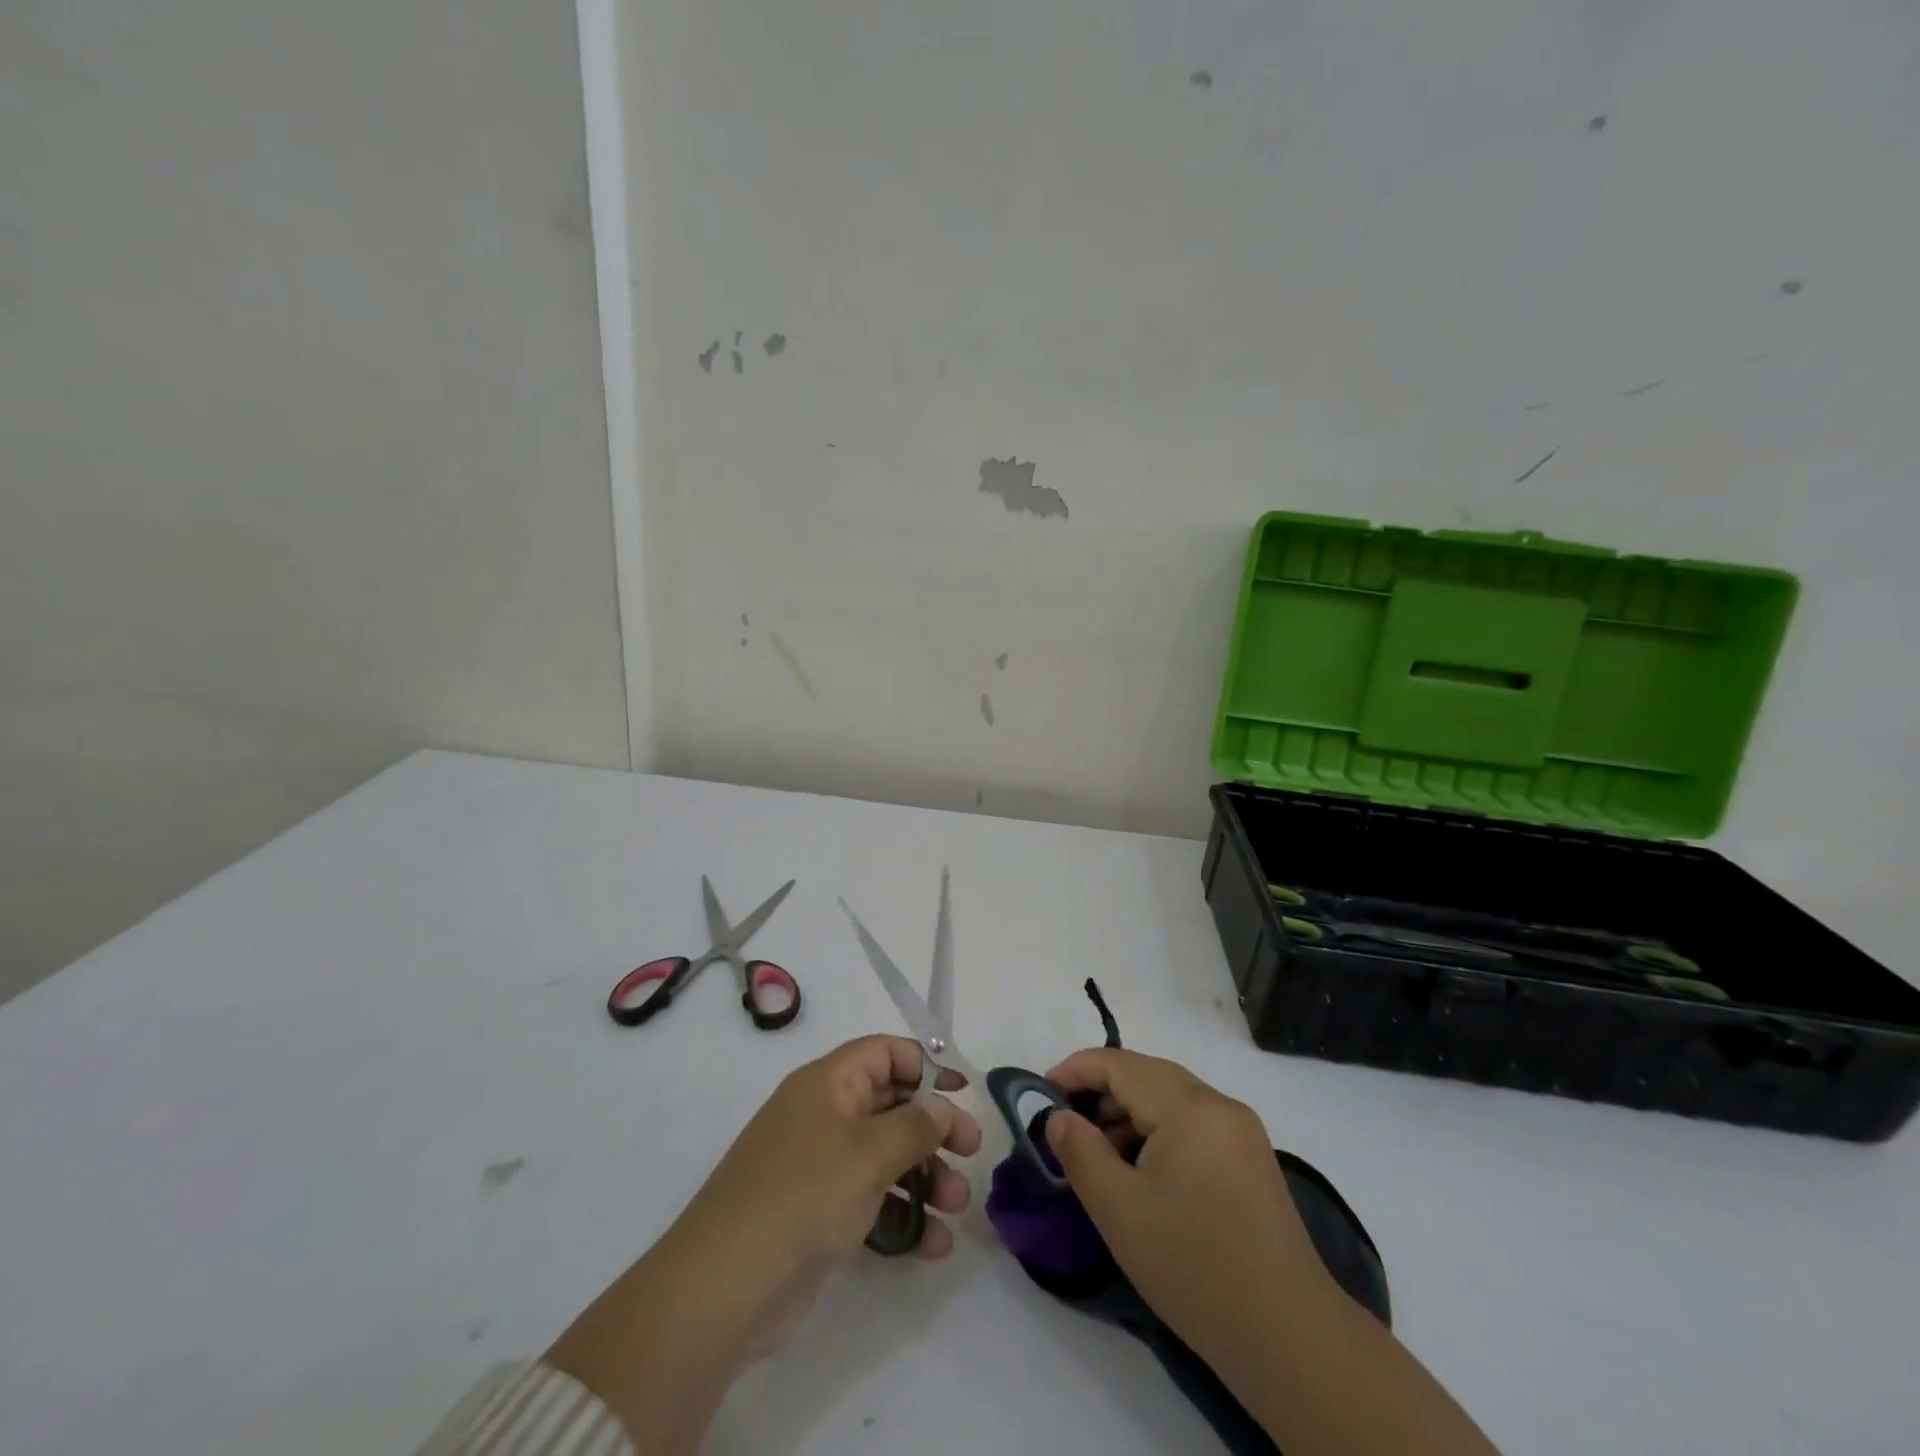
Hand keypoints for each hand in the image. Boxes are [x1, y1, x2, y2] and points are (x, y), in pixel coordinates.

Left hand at [675, 1033, 982, 1353]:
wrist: (724, 1288)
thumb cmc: (803, 1196)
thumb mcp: (868, 1153)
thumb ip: (915, 1126)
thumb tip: (943, 1106)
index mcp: (827, 1084)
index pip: (883, 1053)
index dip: (925, 1066)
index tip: (962, 1094)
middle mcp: (824, 1116)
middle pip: (890, 1105)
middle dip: (934, 1128)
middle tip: (972, 1152)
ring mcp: (819, 1167)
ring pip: (885, 1157)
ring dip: (926, 1177)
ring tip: (958, 1206)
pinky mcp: (818, 1215)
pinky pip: (871, 1201)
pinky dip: (903, 1215)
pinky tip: (933, 1245)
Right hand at [1041, 1047, 1331, 1371]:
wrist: (1290, 1337)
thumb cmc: (1195, 1267)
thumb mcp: (1120, 1211)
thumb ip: (1081, 1153)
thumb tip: (1058, 1117)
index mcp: (1189, 1107)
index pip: (1120, 1064)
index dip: (1075, 1071)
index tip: (1040, 1093)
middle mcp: (1219, 1105)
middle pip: (1147, 1075)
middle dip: (1100, 1091)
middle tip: (1064, 1124)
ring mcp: (1241, 1131)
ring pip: (1170, 1099)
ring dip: (1128, 1113)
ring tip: (1097, 1153)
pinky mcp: (1251, 1160)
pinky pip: (1192, 1123)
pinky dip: (1157, 1132)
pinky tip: (1140, 1172)